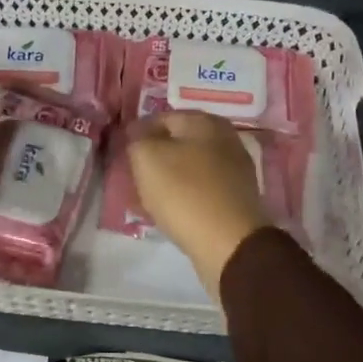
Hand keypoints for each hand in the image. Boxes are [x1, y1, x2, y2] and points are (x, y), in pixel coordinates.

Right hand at [127, 111, 270, 300]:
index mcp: (204, 121)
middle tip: (136, 176)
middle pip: (179, 142)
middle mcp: (225, 138)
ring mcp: (236, 168)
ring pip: (191, 166)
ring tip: (151, 196)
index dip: (138, 134)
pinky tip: (174, 209)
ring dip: (171, 177)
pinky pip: (203, 188)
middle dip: (156, 156)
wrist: (229, 243)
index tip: (124, 155)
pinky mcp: (238, 197)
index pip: (161, 118)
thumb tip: (138, 133)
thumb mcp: (147, 157)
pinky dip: (186, 195)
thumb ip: (137, 139)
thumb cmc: (184, 192)